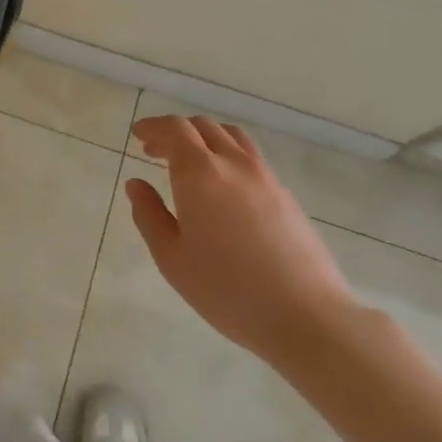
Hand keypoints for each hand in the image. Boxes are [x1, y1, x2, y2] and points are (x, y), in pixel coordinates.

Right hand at [126, 116, 358, 367]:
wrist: (305, 315)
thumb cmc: (226, 289)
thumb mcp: (172, 258)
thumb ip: (149, 215)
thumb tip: (136, 184)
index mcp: (200, 173)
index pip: (175, 129)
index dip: (154, 126)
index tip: (138, 134)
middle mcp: (233, 164)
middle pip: (203, 127)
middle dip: (175, 132)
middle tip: (155, 150)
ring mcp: (265, 177)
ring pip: (232, 137)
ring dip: (205, 138)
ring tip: (190, 161)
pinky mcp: (286, 195)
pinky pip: (251, 158)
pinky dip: (228, 156)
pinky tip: (222, 187)